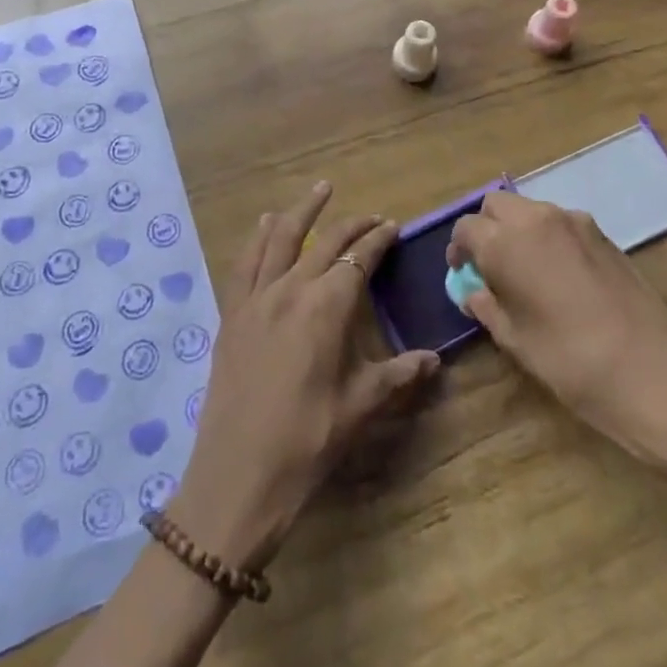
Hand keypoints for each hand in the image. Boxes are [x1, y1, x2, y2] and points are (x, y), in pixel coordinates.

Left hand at [170, 182, 438, 572]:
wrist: (238, 477)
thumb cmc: (307, 442)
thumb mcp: (360, 407)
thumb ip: (398, 375)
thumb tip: (434, 360)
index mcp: (326, 307)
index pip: (358, 258)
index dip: (378, 240)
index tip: (393, 227)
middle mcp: (291, 289)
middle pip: (325, 242)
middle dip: (352, 224)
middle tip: (371, 217)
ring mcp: (256, 299)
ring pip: (281, 238)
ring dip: (303, 211)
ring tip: (321, 189)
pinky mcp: (232, 314)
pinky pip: (245, 263)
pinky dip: (258, 238)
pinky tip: (266, 224)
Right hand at [448, 191, 666, 445]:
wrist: (655, 374)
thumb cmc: (571, 362)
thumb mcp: (516, 341)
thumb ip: (487, 307)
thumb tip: (474, 292)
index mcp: (506, 241)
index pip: (467, 228)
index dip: (459, 249)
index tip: (463, 274)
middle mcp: (538, 219)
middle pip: (497, 205)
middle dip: (486, 228)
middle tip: (489, 266)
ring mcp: (576, 222)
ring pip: (531, 210)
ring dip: (518, 230)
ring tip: (524, 273)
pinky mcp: (604, 235)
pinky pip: (561, 224)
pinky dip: (548, 237)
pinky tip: (558, 277)